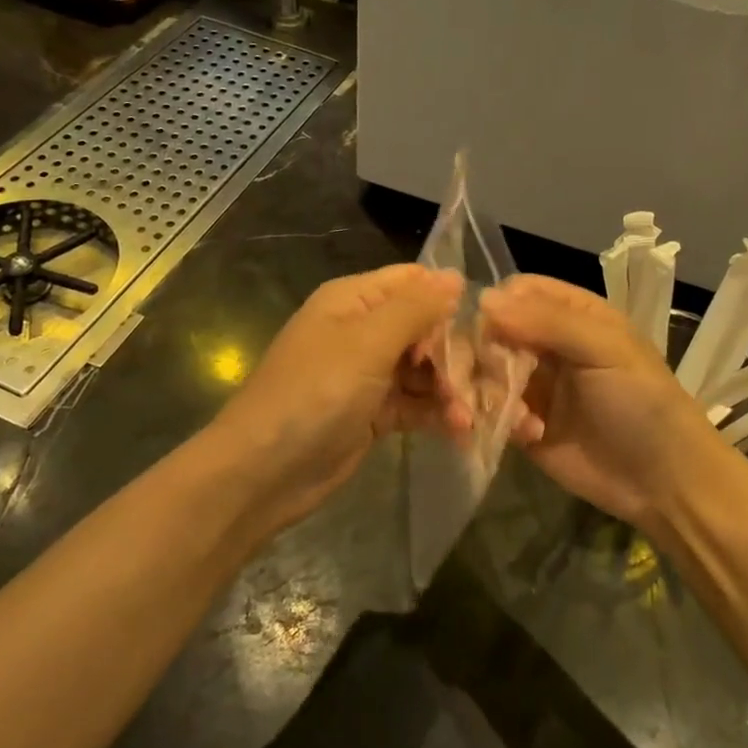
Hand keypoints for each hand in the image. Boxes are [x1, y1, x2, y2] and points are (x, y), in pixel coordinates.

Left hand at [210, 264, 465, 534]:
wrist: (263, 472)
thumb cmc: (315, 393)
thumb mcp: (367, 342)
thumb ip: (415, 308)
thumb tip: (455, 275)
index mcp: (354, 300)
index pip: (413, 281)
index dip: (447, 297)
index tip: (484, 323)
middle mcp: (362, 330)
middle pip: (425, 327)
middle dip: (454, 351)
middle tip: (476, 380)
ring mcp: (368, 374)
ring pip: (424, 369)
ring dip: (451, 388)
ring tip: (469, 415)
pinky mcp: (373, 413)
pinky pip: (415, 403)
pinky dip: (437, 414)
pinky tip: (460, 430)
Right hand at [479, 275, 724, 531]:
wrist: (663, 483)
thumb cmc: (641, 403)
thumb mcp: (604, 349)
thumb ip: (548, 321)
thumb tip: (484, 299)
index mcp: (571, 314)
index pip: (517, 292)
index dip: (496, 306)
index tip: (486, 330)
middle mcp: (545, 344)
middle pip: (491, 331)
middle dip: (480, 353)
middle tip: (485, 377)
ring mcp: (531, 385)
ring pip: (483, 372)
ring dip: (484, 390)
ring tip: (508, 413)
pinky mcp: (520, 426)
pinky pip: (488, 411)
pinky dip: (495, 419)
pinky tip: (527, 435)